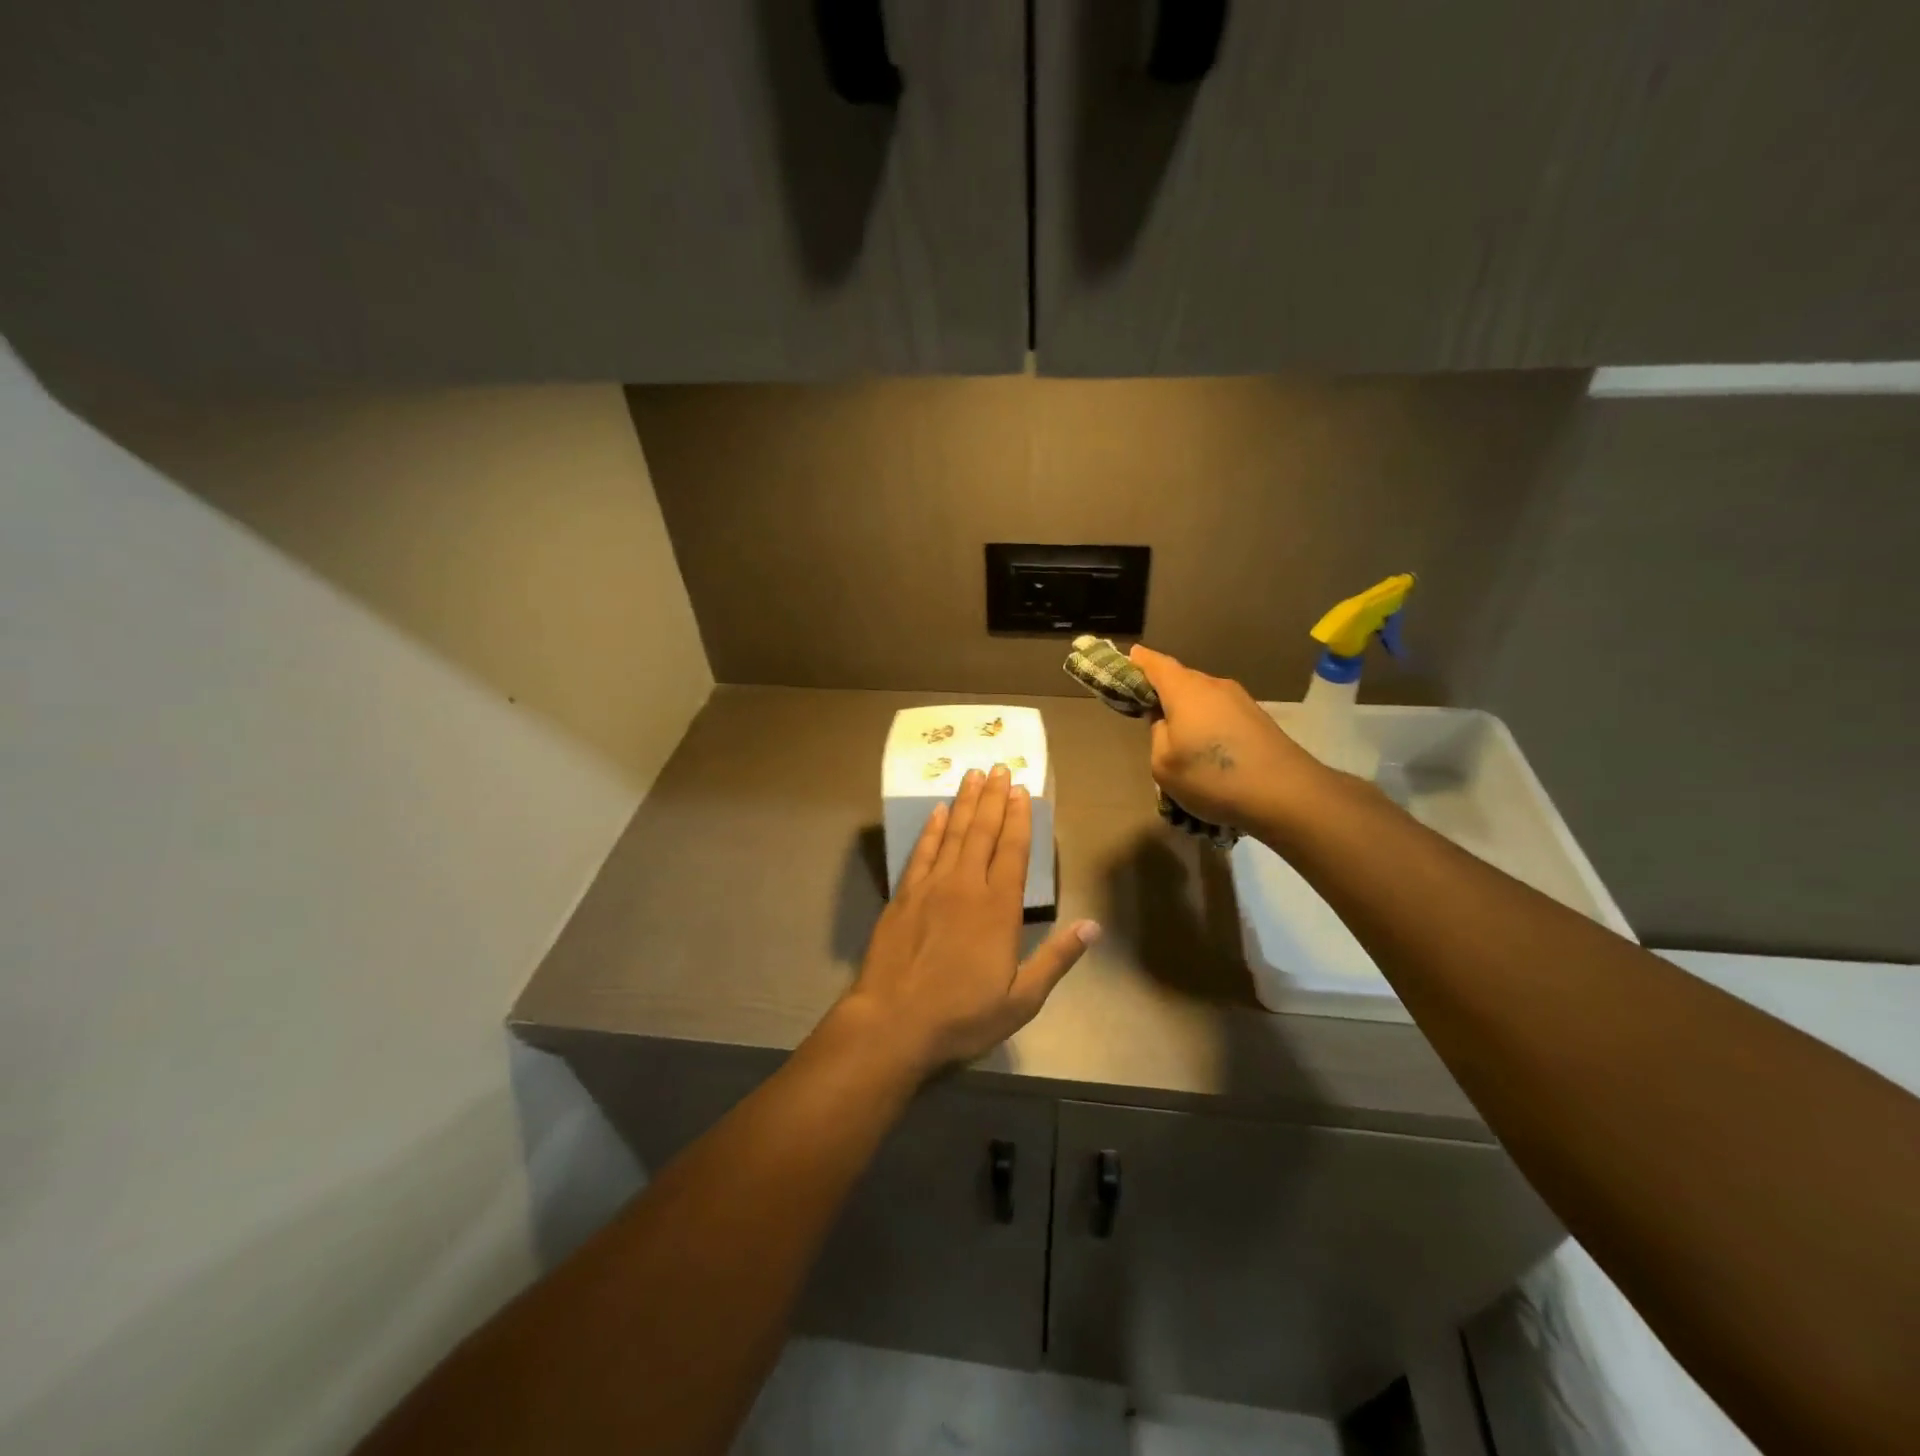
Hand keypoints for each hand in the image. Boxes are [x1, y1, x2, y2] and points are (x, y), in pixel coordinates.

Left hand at [840, 765, 1099, 1076]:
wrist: (893, 1022)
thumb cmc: (962, 1015)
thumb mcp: (1021, 999)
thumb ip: (1057, 959)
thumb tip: (1094, 927)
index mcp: (998, 908)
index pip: (1013, 851)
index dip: (1019, 818)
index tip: (1021, 790)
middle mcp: (965, 886)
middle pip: (982, 832)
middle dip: (993, 798)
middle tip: (998, 767)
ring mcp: (931, 887)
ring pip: (952, 834)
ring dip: (964, 803)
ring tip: (972, 775)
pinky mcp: (903, 896)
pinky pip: (921, 852)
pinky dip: (930, 829)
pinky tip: (936, 812)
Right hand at [1129, 644, 1328, 833]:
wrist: (1286, 794)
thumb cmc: (1213, 777)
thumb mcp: (1164, 765)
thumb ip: (1157, 735)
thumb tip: (1166, 722)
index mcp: (1185, 690)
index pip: (1156, 664)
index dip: (1139, 660)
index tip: (1128, 658)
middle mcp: (1214, 686)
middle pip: (1181, 679)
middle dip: (1163, 689)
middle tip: (1147, 710)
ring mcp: (1240, 701)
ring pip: (1203, 698)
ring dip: (1188, 711)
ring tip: (1179, 738)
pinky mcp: (1258, 719)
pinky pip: (1221, 713)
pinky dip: (1208, 723)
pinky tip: (1208, 750)